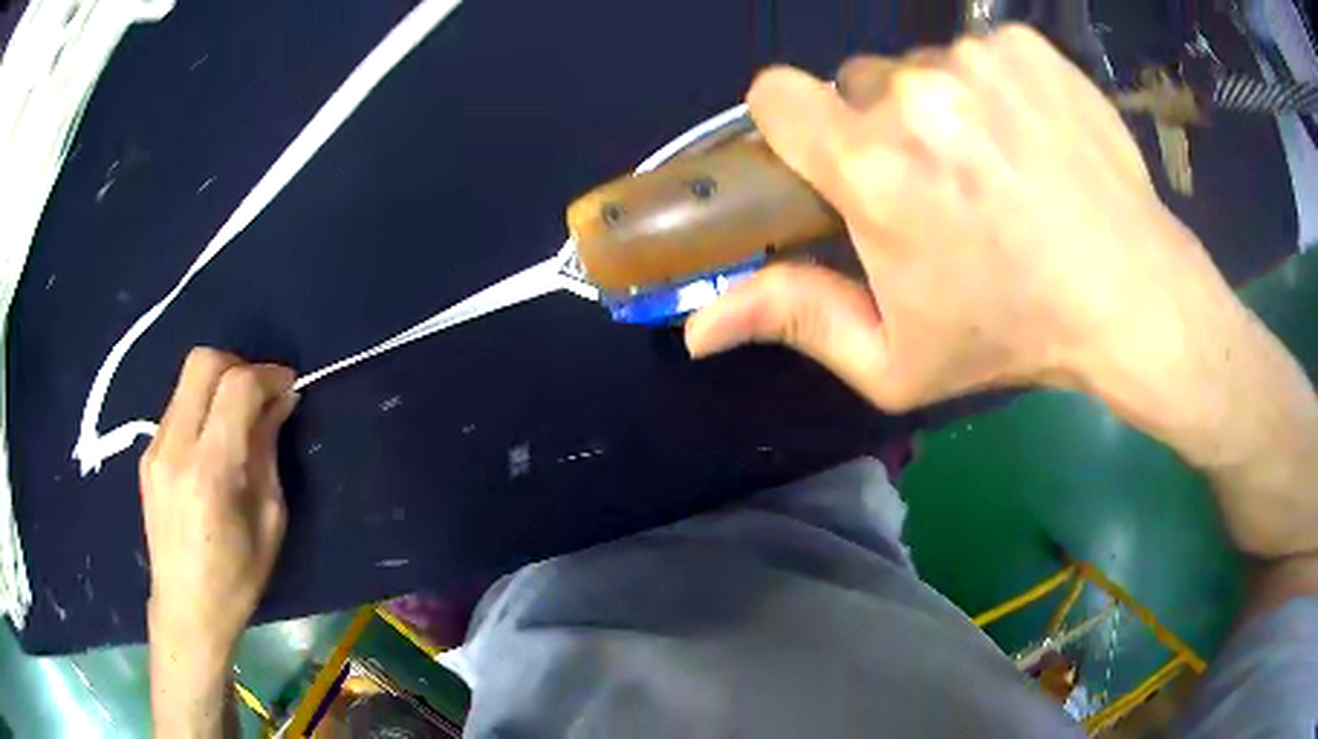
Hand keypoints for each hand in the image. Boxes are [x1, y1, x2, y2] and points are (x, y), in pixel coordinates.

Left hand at [141, 348, 296, 655]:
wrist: (185, 610)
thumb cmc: (236, 579)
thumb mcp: (269, 521)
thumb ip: (268, 453)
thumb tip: (279, 403)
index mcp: (209, 472)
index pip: (236, 387)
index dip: (268, 375)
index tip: (289, 386)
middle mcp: (175, 448)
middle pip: (203, 362)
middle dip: (239, 365)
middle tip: (261, 395)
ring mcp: (155, 448)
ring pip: (187, 380)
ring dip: (219, 385)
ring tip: (238, 420)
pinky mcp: (147, 454)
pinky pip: (177, 407)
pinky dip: (201, 407)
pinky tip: (213, 442)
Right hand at [685, 26, 1236, 411]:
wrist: (1129, 295)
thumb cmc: (1012, 334)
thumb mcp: (895, 358)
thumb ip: (793, 321)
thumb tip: (698, 327)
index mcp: (872, 167)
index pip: (776, 94)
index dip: (790, 123)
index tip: (828, 158)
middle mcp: (916, 94)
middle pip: (855, 83)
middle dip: (877, 128)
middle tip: (936, 184)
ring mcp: (977, 61)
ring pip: (919, 67)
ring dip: (938, 109)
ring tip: (994, 166)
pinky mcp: (1025, 47)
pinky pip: (977, 54)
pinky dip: (990, 89)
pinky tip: (1030, 138)